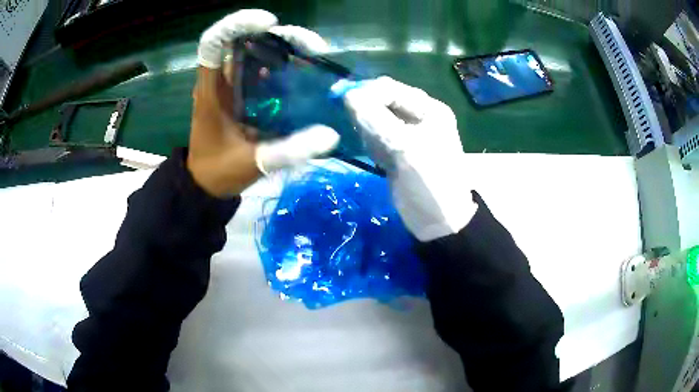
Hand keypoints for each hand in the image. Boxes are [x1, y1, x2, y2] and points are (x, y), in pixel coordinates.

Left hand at [188, 9, 338, 197]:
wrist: (206, 185)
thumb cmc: (219, 172)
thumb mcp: (252, 162)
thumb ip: (289, 151)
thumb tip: (331, 136)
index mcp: (211, 91)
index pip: (214, 43)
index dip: (238, 24)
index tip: (270, 24)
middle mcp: (220, 82)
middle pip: (243, 42)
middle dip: (277, 36)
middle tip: (313, 47)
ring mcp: (231, 87)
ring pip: (254, 54)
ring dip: (283, 48)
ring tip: (314, 55)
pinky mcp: (241, 96)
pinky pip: (261, 71)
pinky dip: (282, 67)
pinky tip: (303, 73)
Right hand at [344, 77, 476, 241]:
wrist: (438, 221)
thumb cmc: (429, 181)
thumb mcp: (405, 147)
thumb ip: (376, 119)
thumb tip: (348, 96)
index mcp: (429, 109)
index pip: (391, 89)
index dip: (367, 92)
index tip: (346, 104)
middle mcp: (418, 117)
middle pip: (382, 102)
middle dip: (369, 115)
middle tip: (366, 136)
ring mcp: (406, 134)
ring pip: (375, 120)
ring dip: (370, 133)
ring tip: (381, 154)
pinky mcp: (396, 150)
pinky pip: (376, 138)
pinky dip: (372, 146)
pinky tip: (382, 162)